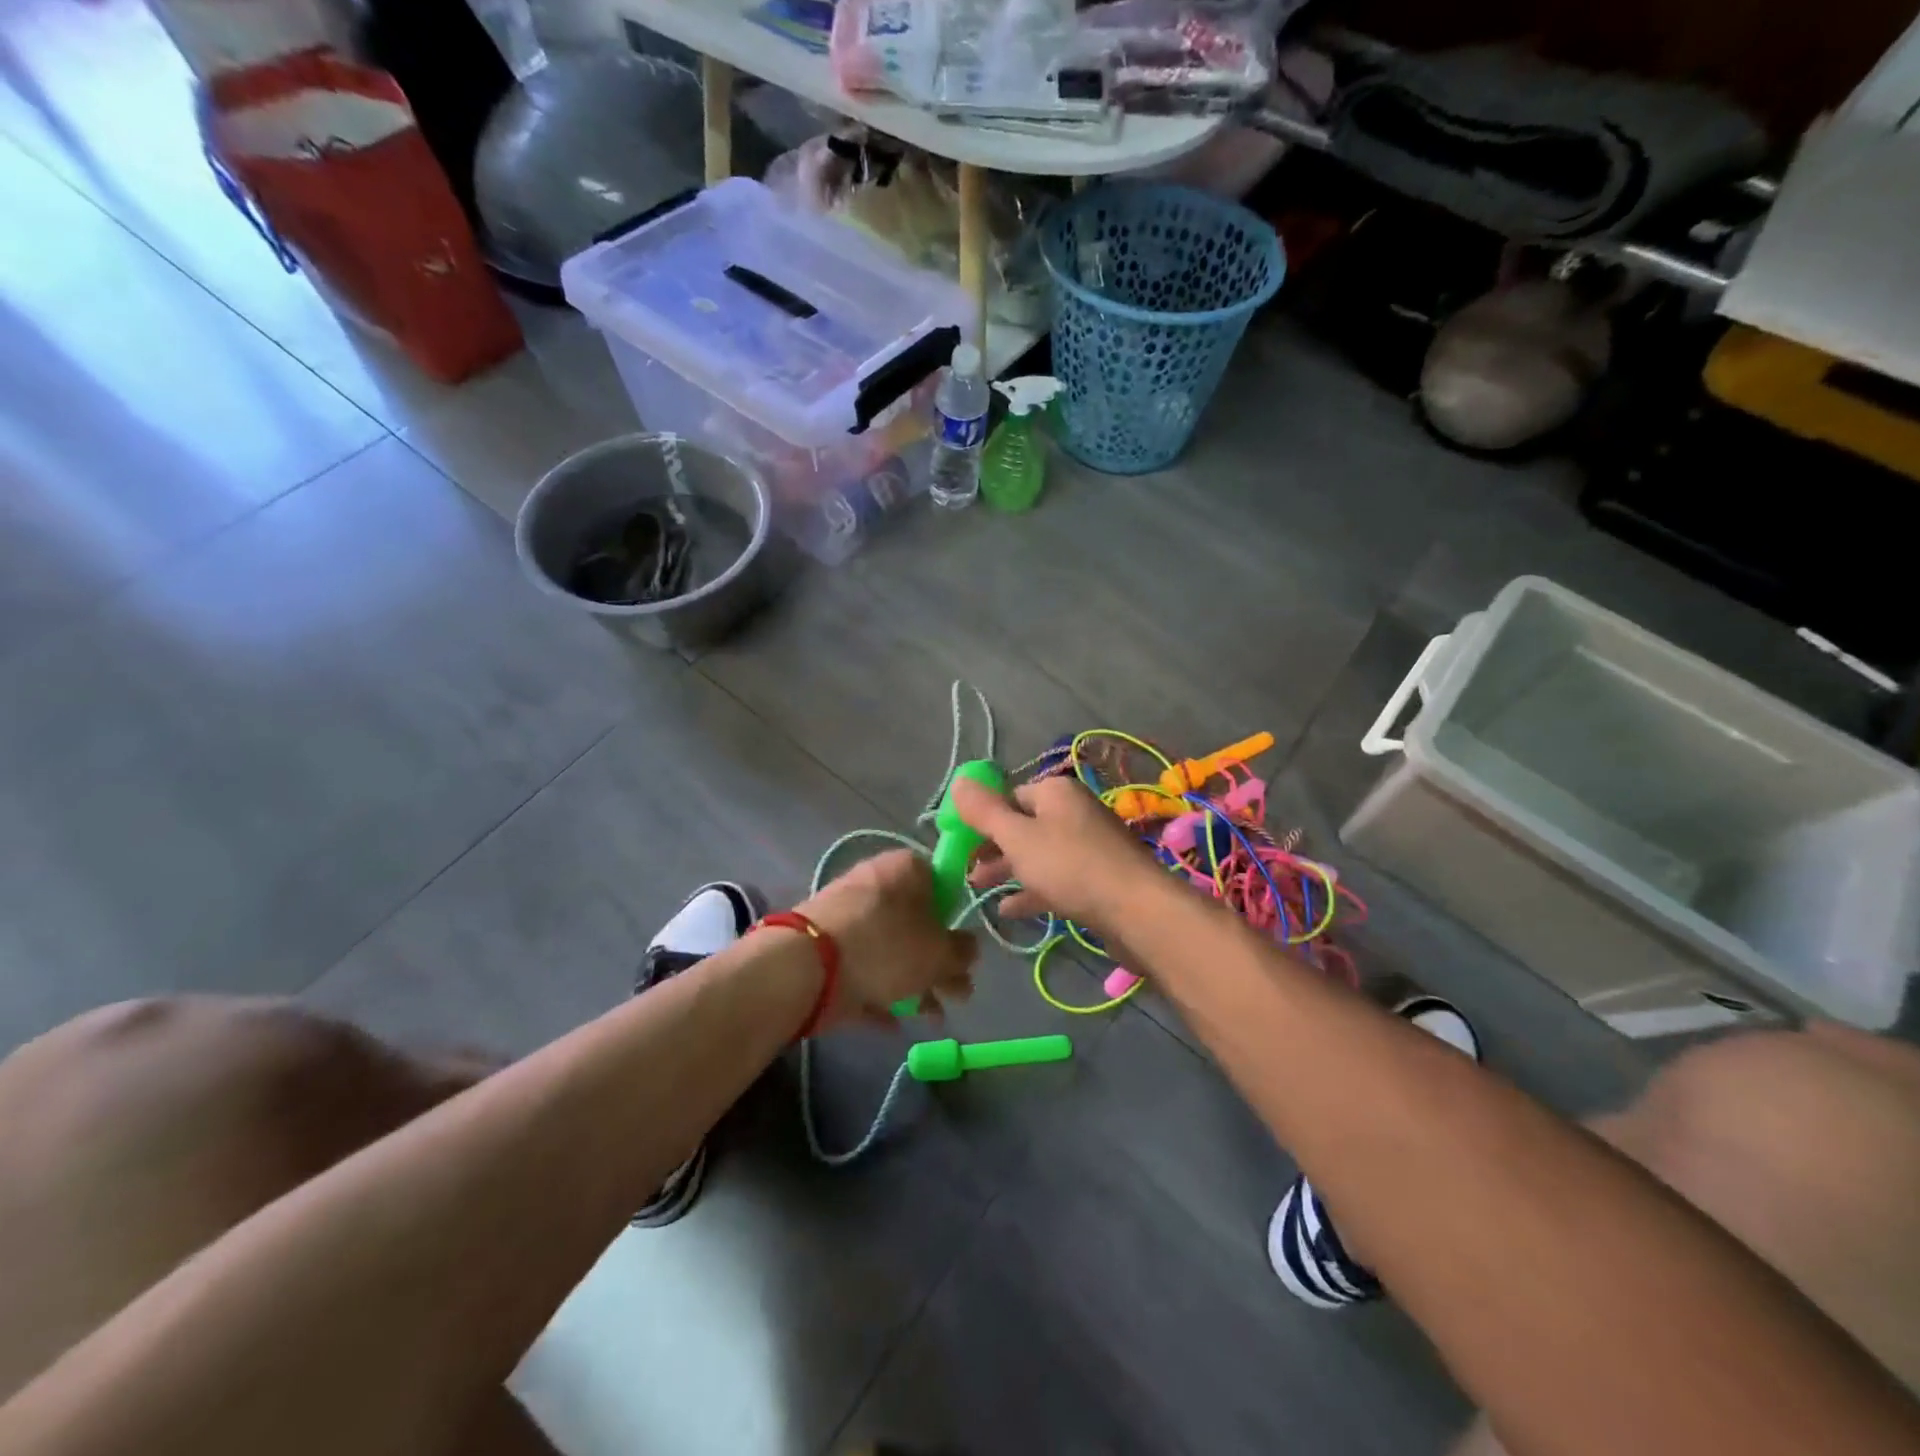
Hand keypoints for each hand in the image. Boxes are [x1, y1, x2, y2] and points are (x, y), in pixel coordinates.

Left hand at [795, 850, 976, 1028]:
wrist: (805, 967)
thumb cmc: (884, 946)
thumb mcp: (939, 953)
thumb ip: (962, 952)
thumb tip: (969, 949)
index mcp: (906, 868)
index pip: (942, 881)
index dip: (956, 916)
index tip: (964, 948)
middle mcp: (876, 884)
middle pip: (918, 921)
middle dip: (939, 962)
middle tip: (958, 994)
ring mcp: (848, 916)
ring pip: (892, 949)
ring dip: (915, 983)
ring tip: (932, 1017)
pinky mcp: (827, 948)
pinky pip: (864, 969)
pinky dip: (880, 993)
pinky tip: (895, 1023)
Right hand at [952, 774, 1160, 930]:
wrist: (1137, 910)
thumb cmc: (1070, 865)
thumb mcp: (1018, 836)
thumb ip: (985, 811)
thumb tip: (958, 781)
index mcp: (1055, 792)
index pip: (1009, 796)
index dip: (982, 818)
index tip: (959, 843)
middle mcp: (1072, 813)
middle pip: (1022, 826)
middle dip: (992, 848)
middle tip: (965, 871)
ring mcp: (1087, 847)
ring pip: (1037, 854)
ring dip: (1007, 870)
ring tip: (978, 890)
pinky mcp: (1096, 879)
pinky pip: (1055, 879)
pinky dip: (1031, 890)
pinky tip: (1007, 910)